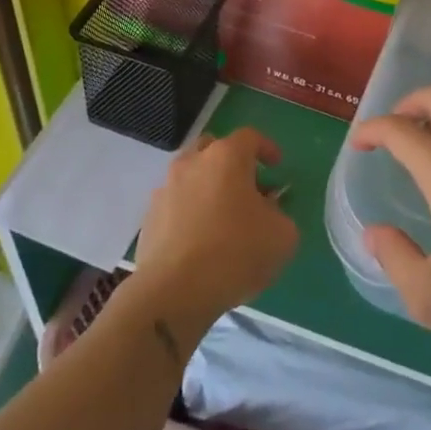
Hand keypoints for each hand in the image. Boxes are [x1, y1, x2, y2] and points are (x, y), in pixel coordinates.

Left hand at [131, 128, 297, 338]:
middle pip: (214, 150)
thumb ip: (280, 213)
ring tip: (222, 219)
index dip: (266, 148)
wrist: (174, 291)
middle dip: (232, 164)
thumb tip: (268, 210)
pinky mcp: (148, 218)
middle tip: (247, 189)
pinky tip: (200, 241)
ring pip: (191, 177)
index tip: (276, 166)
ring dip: (208, 189)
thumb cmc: (236, 252)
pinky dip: (189, 213)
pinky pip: (175, 205)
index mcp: (226, 157)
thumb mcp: (282, 235)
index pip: (250, 137)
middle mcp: (192, 163)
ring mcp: (165, 189)